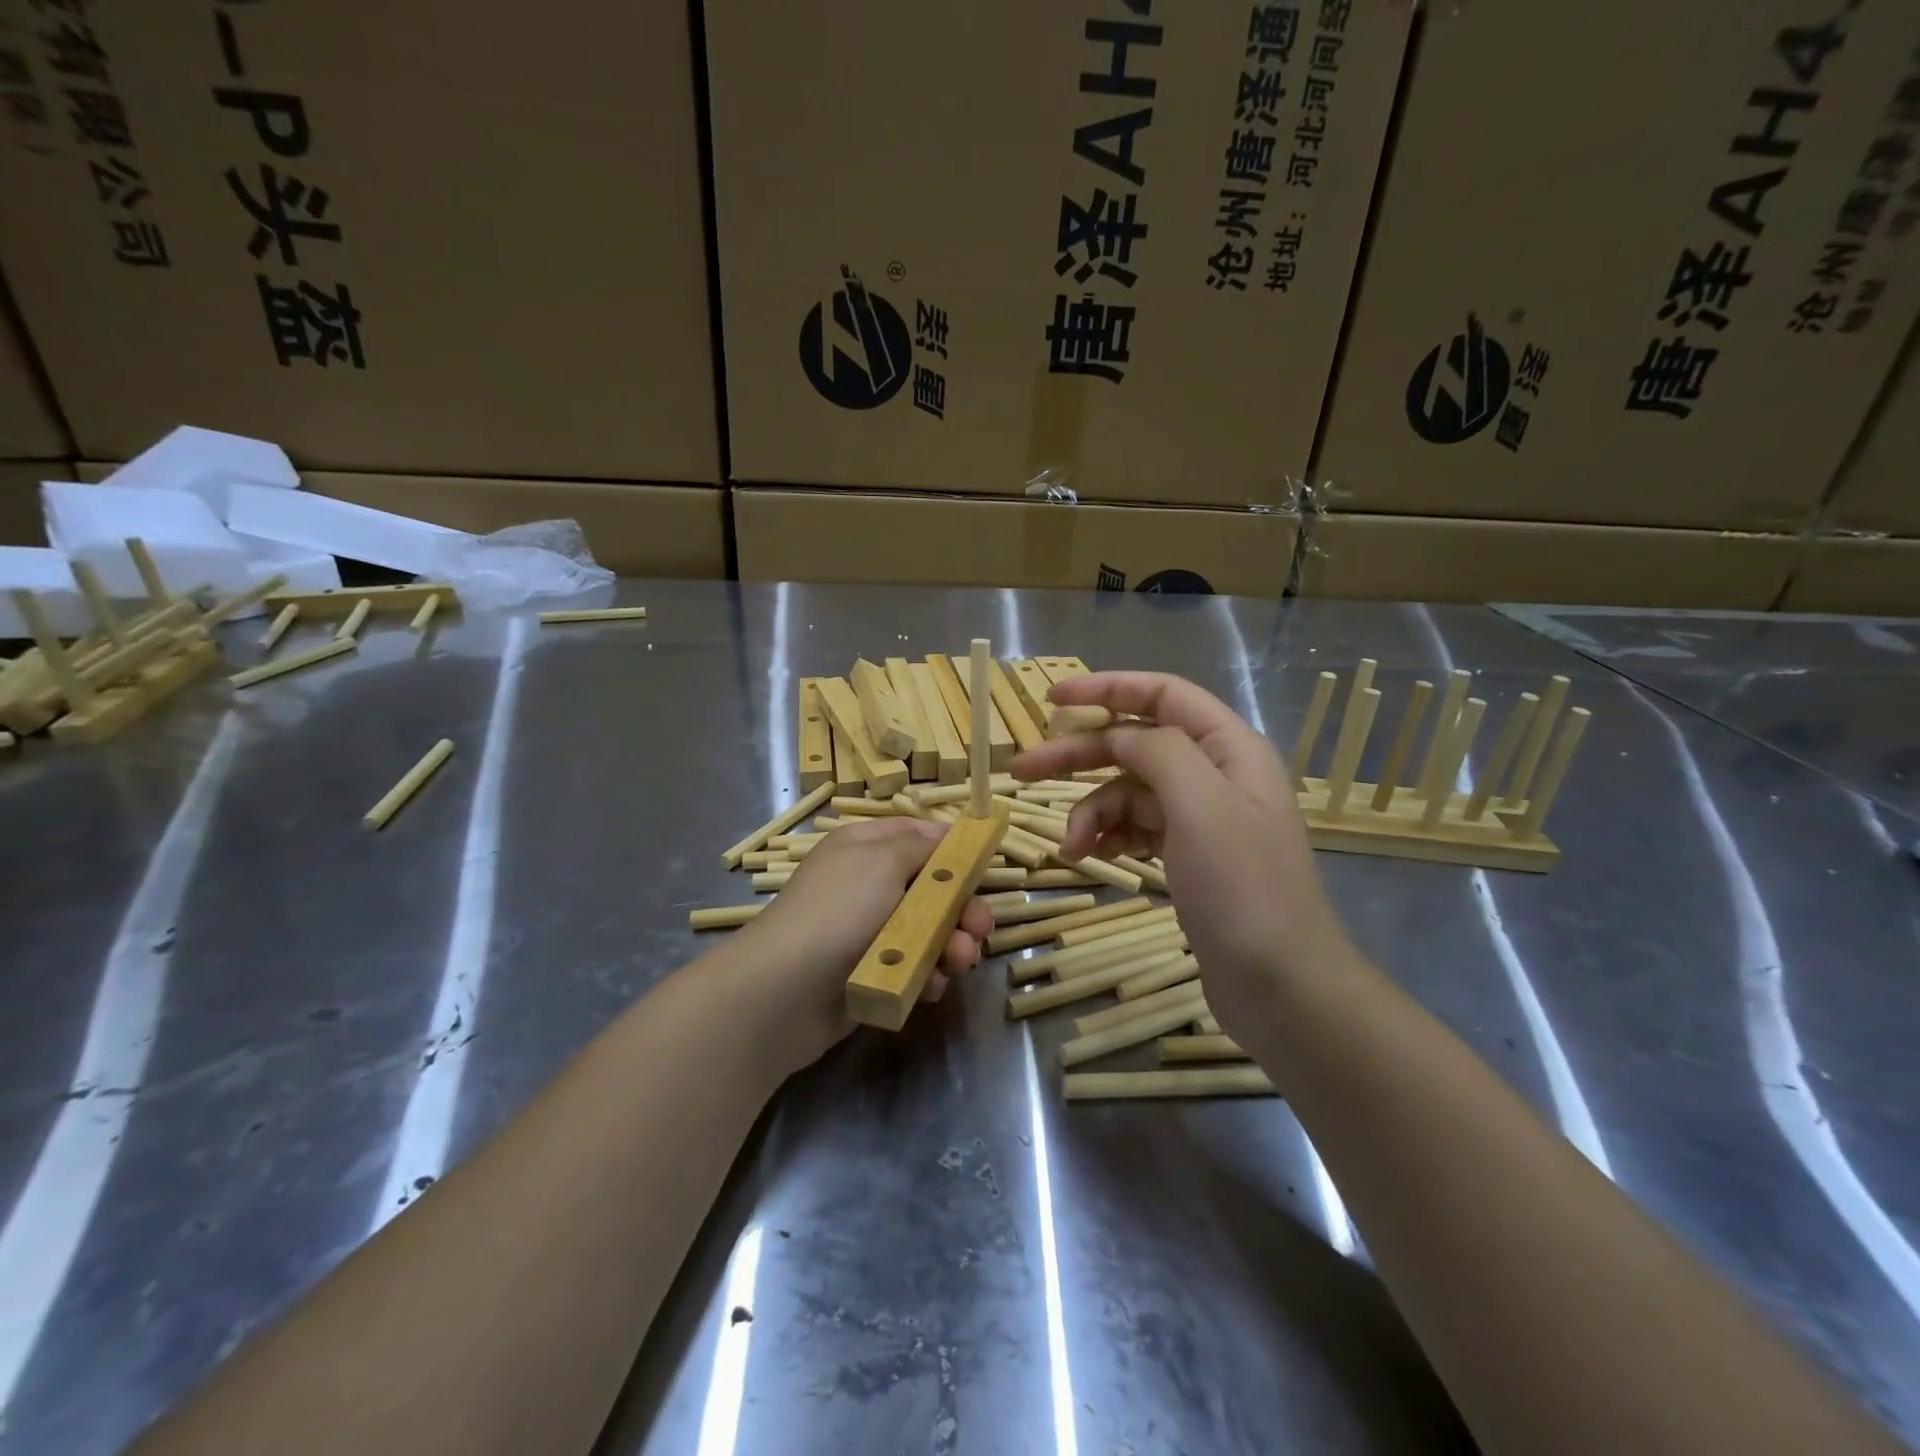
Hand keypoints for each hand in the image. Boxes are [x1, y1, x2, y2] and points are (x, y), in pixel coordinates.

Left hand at [728, 817, 992, 1071]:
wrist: (785, 990)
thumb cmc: (839, 910)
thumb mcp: (882, 859)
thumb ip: (922, 845)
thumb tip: (947, 835)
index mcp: (865, 848)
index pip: (916, 834)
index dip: (951, 847)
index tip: (985, 863)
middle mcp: (868, 885)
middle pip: (930, 887)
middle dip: (961, 907)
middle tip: (980, 927)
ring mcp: (868, 931)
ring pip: (928, 931)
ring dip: (952, 944)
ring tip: (960, 960)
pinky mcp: (871, 973)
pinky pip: (912, 968)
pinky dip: (926, 975)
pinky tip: (930, 985)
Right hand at [1009, 672, 1355, 1039]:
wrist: (1281, 986)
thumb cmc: (1243, 888)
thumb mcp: (1201, 803)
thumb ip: (1158, 750)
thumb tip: (1121, 736)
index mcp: (1229, 747)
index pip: (1162, 695)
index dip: (1106, 688)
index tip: (1052, 698)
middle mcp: (1215, 773)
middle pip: (1135, 744)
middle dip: (1079, 755)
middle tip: (1022, 770)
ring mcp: (1201, 818)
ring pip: (1129, 792)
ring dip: (1092, 812)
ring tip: (1071, 847)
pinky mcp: (1188, 856)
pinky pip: (1136, 828)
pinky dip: (1109, 837)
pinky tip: (1091, 856)